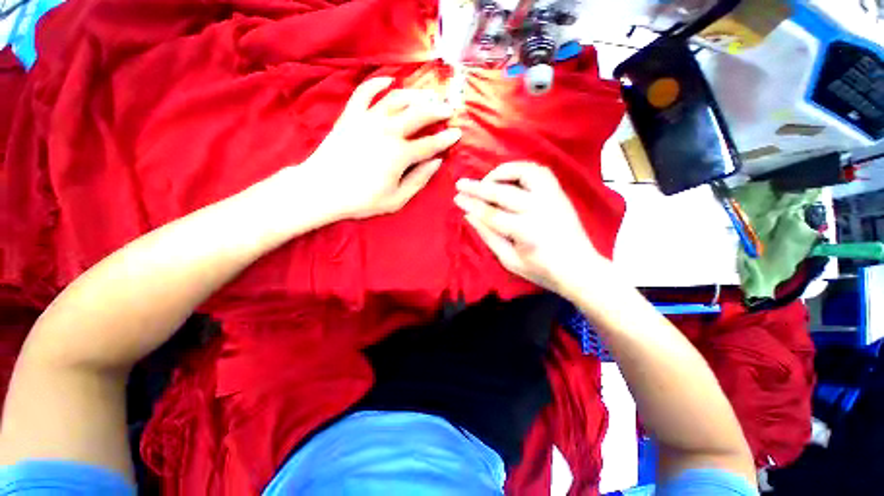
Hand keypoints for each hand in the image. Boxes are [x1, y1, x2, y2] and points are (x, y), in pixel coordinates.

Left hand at [304, 77, 461, 219]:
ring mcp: (368, 120)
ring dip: (416, 94)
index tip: (458, 133)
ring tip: (429, 95)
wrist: (323, 189)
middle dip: (438, 110)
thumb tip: (437, 162)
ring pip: (397, 99)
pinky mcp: (351, 116)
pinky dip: (377, 83)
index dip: (446, 139)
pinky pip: (365, 92)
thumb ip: (419, 180)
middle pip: (419, 114)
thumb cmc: (362, 200)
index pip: (430, 143)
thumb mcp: (397, 199)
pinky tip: (389, 80)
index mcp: (400, 154)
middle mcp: (388, 131)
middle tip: (449, 109)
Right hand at [454, 162, 607, 297]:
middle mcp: (540, 209)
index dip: (472, 205)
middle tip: (460, 183)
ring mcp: (552, 198)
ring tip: (487, 180)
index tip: (457, 198)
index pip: (491, 214)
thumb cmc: (542, 271)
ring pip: (524, 172)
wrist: (580, 269)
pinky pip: (539, 171)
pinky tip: (509, 177)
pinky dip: (521, 170)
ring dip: (502, 172)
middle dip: (478, 187)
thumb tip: (469, 215)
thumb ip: (489, 236)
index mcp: (526, 231)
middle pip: (502, 192)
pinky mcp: (559, 193)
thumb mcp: (509, 260)